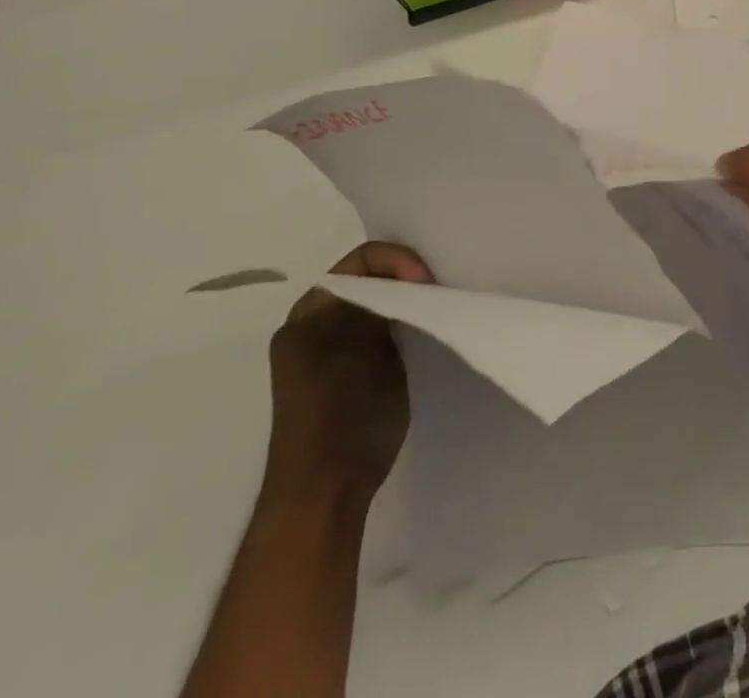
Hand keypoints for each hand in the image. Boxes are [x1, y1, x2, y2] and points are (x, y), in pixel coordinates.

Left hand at [264, 243, 434, 509]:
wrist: (325, 489)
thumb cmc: (341, 410)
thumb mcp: (364, 343)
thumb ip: (383, 303)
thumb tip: (410, 284)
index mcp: (309, 311)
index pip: (361, 259)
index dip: (398, 261)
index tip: (427, 282)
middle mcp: (315, 324)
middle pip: (369, 279)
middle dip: (406, 278)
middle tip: (439, 290)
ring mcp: (331, 351)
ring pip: (377, 305)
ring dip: (406, 302)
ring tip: (437, 309)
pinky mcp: (351, 374)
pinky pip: (379, 330)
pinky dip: (403, 324)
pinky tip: (425, 334)